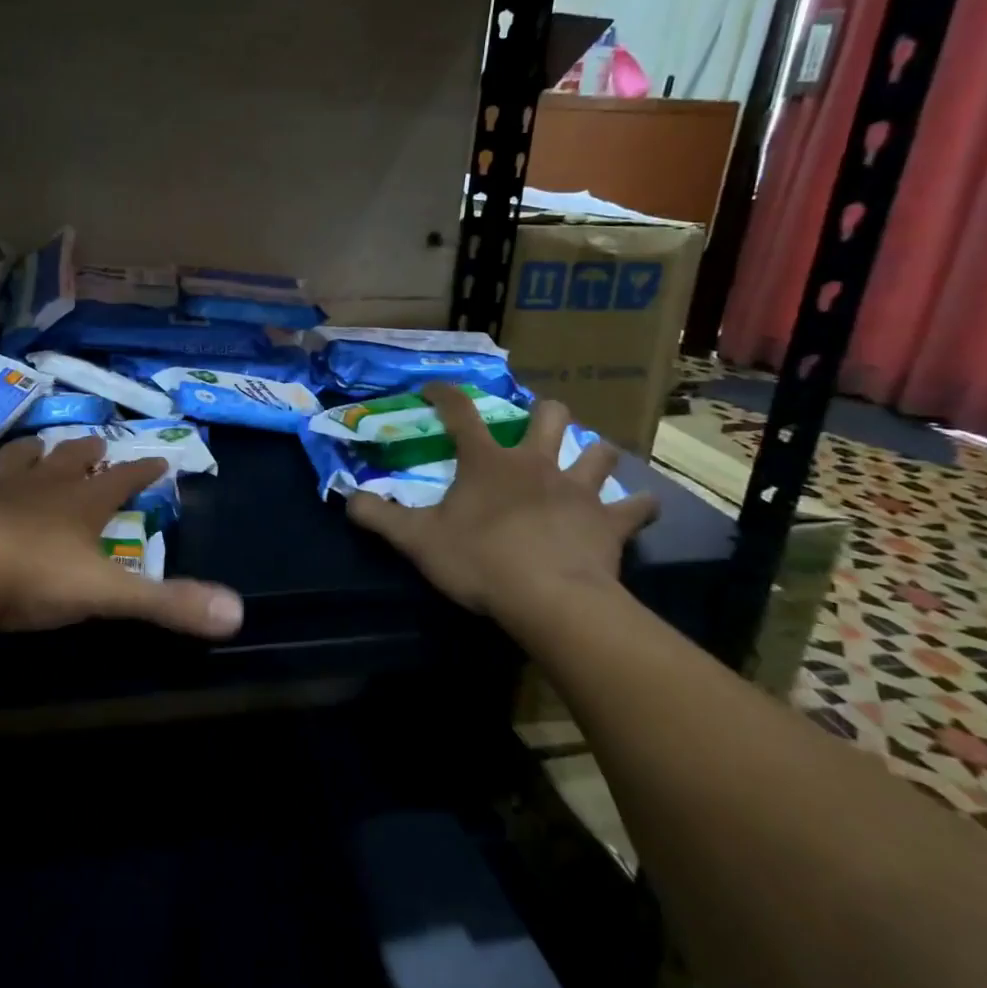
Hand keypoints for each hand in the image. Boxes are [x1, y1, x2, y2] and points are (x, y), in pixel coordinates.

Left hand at [0, 435, 244, 638]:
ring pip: (20, 457)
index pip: (123, 481)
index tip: (160, 458)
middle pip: (71, 459)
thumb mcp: (105, 595)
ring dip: (34, 450)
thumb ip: (167, 603)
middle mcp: (41, 486)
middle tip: (99, 443)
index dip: (143, 471)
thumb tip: (237, 613)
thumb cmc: (29, 579)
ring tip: (40, 444)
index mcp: (80, 505)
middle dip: (89, 452)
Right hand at [347, 386, 658, 635]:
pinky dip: (638, 507)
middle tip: (534, 425)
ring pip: (597, 451)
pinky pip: (637, 507)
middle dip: (542, 412)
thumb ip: (378, 516)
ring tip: (586, 460)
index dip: (444, 393)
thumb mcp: (416, 541)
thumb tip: (347, 498)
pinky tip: (639, 509)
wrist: (549, 599)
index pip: (460, 412)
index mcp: (487, 462)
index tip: (432, 388)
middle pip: (548, 416)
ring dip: (593, 452)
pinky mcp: (611, 521)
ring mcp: (578, 489)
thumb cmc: (479, 561)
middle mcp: (535, 463)